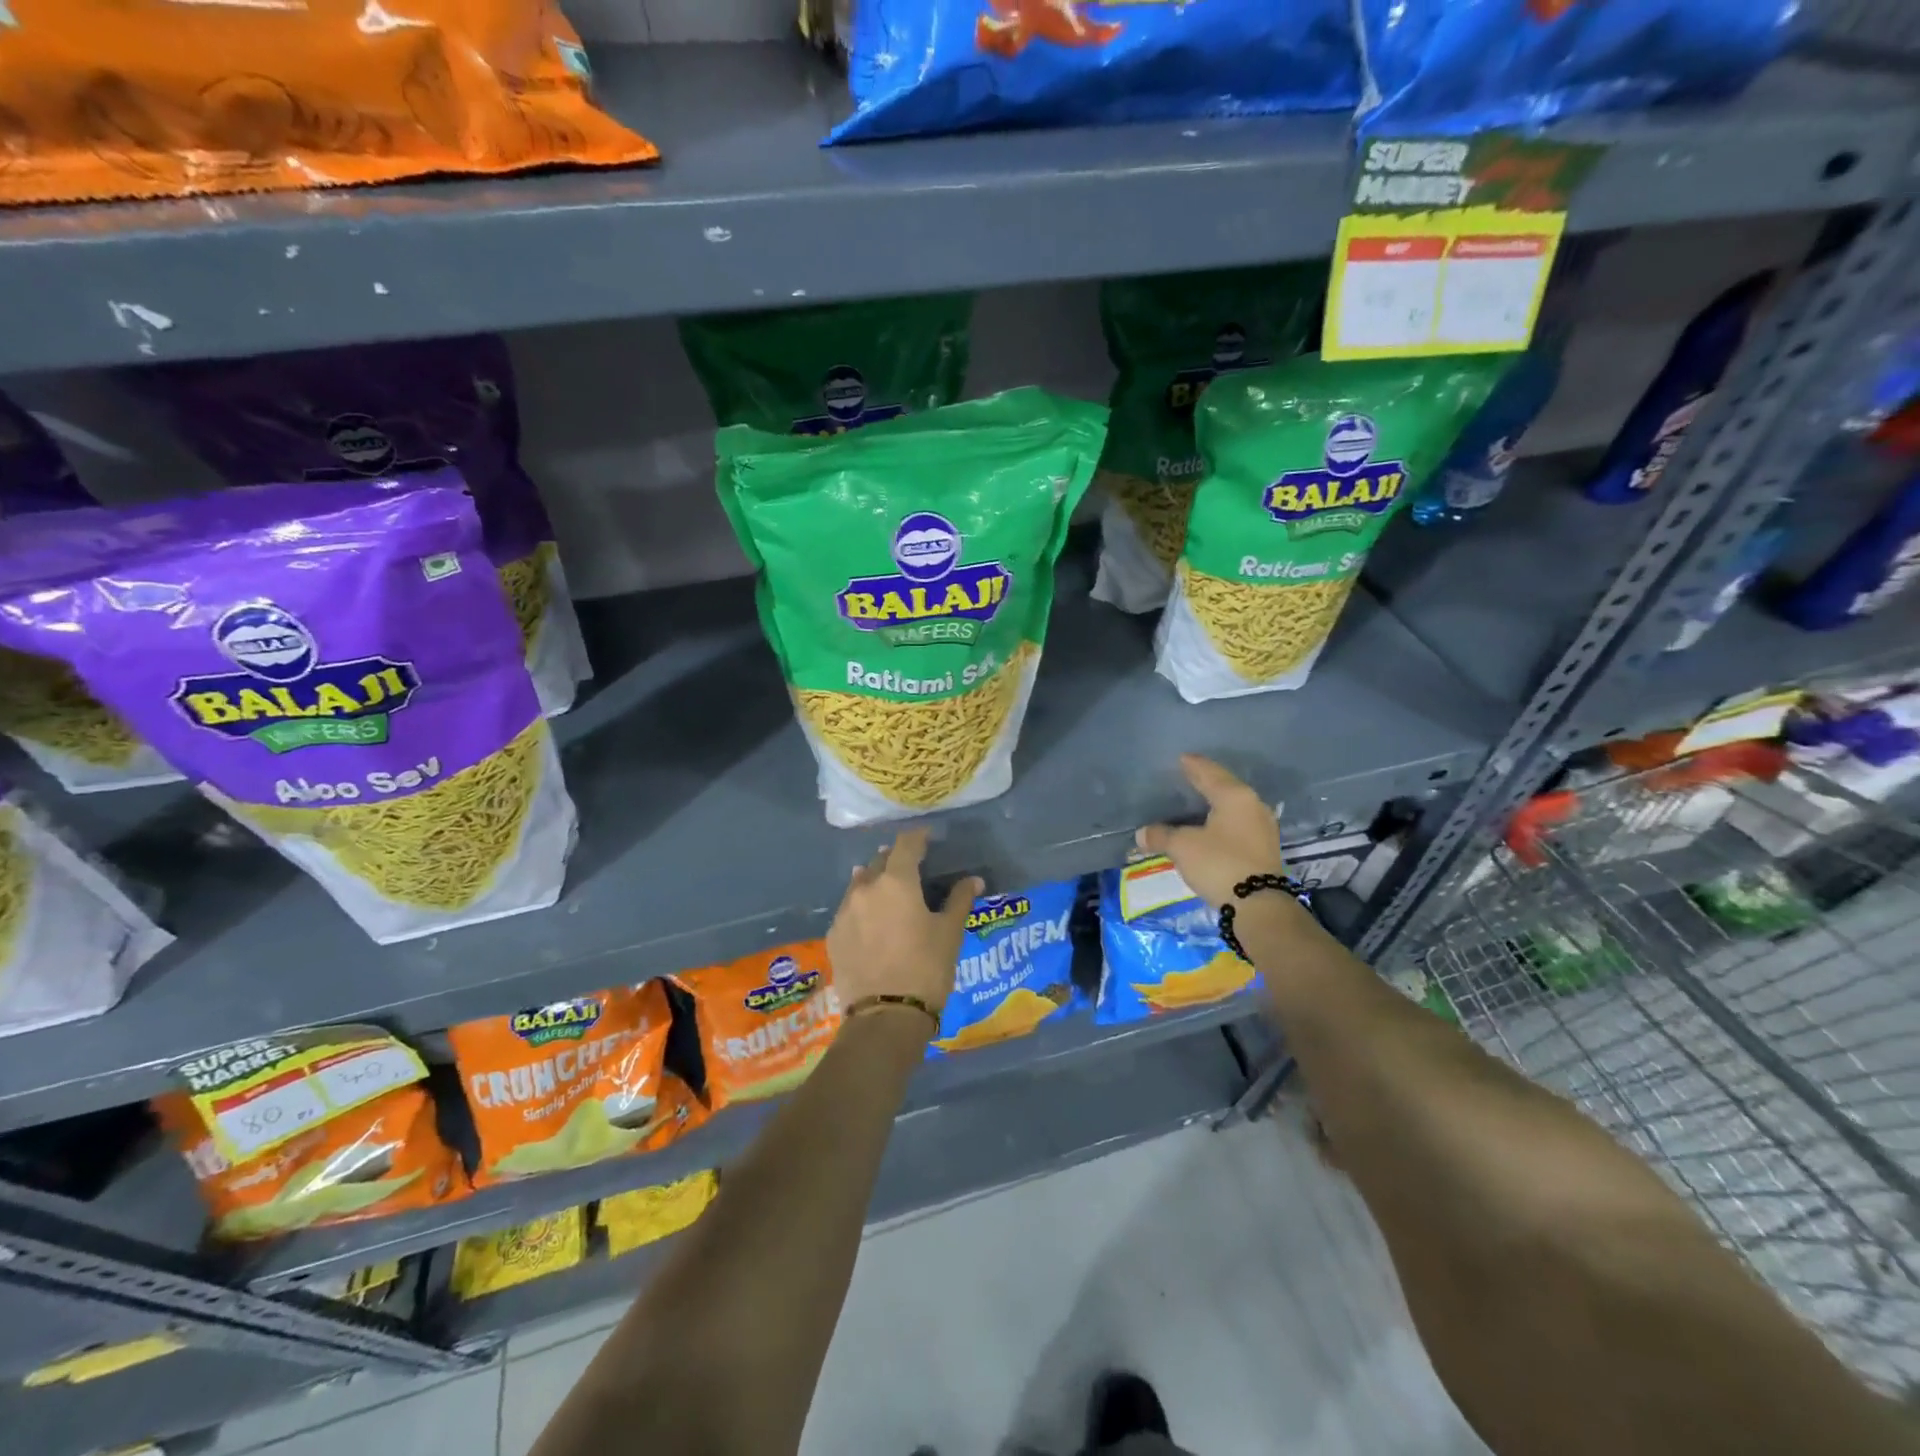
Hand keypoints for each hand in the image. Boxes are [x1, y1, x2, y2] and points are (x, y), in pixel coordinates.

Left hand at [826, 829, 981, 1020]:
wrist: (885, 1018)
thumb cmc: (926, 969)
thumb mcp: (950, 933)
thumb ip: (959, 900)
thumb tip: (973, 880)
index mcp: (896, 881)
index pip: (906, 844)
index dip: (918, 838)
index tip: (928, 838)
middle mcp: (865, 888)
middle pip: (881, 861)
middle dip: (896, 860)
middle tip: (912, 868)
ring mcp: (844, 912)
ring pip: (860, 884)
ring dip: (875, 881)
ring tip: (889, 893)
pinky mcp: (834, 936)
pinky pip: (849, 910)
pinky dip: (862, 908)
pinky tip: (872, 923)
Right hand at [1136, 755, 1284, 906]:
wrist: (1259, 905)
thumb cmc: (1219, 863)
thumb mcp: (1182, 847)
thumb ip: (1161, 835)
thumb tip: (1142, 833)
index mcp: (1234, 796)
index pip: (1208, 772)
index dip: (1192, 765)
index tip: (1181, 758)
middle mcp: (1253, 805)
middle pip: (1225, 787)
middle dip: (1205, 782)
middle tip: (1186, 778)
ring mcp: (1263, 827)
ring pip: (1233, 807)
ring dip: (1215, 803)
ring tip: (1196, 802)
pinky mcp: (1264, 847)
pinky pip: (1238, 824)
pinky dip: (1222, 821)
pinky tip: (1211, 826)